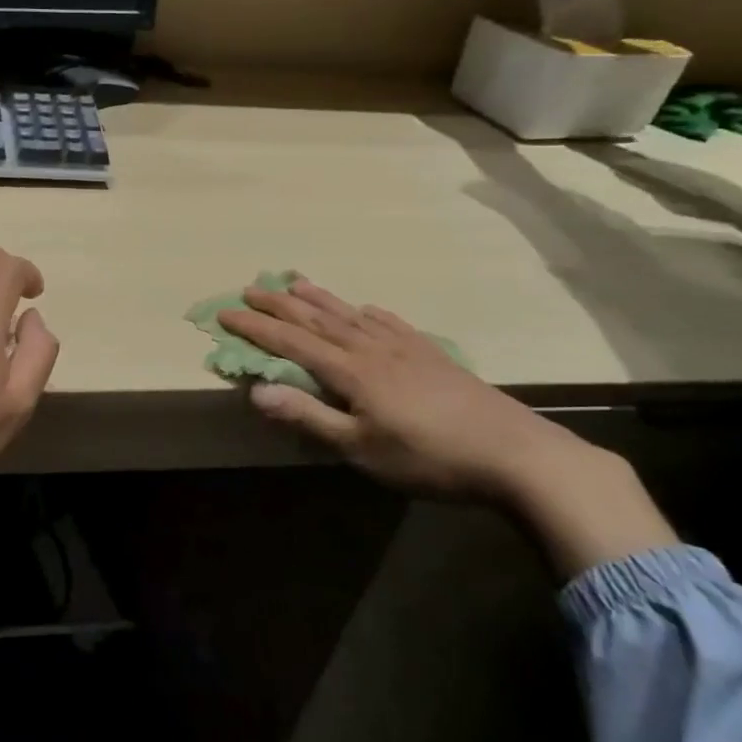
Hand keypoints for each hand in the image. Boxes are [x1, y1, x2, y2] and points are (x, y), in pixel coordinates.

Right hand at [218, 279, 677, 577]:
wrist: (516, 454)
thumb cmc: (429, 458)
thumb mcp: (361, 448)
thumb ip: (309, 417)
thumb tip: (255, 391)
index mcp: (351, 372)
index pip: (291, 343)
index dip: (256, 328)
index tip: (225, 313)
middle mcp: (372, 349)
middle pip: (317, 321)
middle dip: (279, 305)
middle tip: (250, 288)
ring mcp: (406, 348)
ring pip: (351, 316)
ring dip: (319, 299)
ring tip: (295, 283)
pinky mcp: (433, 356)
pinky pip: (392, 324)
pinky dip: (370, 313)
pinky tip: (367, 309)